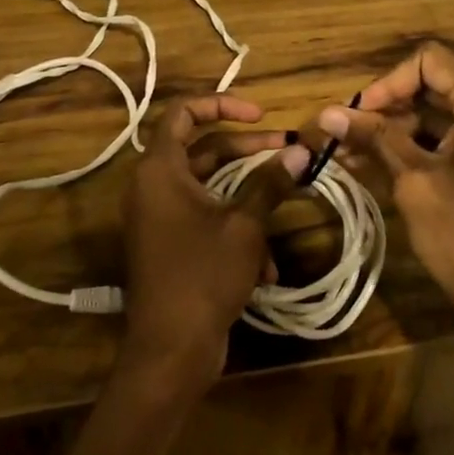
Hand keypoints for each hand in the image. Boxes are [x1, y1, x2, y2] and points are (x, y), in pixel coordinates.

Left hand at [119, 95, 306, 399]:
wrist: (170, 350)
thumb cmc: (203, 275)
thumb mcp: (244, 225)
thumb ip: (270, 183)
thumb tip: (299, 151)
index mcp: (160, 170)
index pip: (183, 112)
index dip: (222, 104)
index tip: (261, 115)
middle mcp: (153, 187)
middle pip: (203, 151)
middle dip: (248, 151)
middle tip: (288, 151)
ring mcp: (159, 218)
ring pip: (209, 188)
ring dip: (248, 195)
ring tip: (284, 201)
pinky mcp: (169, 246)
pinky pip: (204, 221)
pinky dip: (234, 231)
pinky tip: (266, 265)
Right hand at [317, 44, 453, 399]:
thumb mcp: (413, 182)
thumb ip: (374, 137)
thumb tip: (327, 113)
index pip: (431, 62)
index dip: (387, 83)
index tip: (357, 113)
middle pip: (441, 87)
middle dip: (391, 109)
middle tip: (349, 135)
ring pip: (451, 116)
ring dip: (405, 131)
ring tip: (356, 153)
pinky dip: (431, 148)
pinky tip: (386, 164)